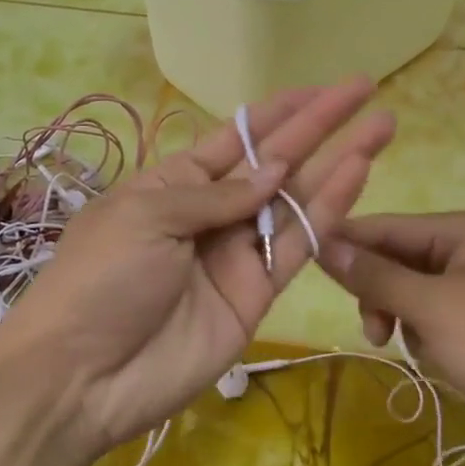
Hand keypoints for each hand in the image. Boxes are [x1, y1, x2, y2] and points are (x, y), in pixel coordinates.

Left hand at [0, 80, 394, 459]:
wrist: (84, 376)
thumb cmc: (101, 279)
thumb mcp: (146, 216)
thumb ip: (216, 194)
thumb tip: (274, 170)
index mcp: (172, 185)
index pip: (234, 138)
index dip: (276, 113)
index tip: (318, 89)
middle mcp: (210, 213)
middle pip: (274, 161)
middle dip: (319, 126)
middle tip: (364, 90)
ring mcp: (237, 254)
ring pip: (296, 199)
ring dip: (338, 163)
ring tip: (381, 127)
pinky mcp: (258, 293)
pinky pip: (298, 245)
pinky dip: (329, 211)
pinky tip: (357, 174)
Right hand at [322, 211, 464, 465]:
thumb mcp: (435, 310)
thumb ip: (377, 276)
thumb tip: (326, 243)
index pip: (391, 226)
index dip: (348, 243)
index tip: (304, 261)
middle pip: (406, 260)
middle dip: (385, 296)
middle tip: (374, 333)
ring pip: (424, 294)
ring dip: (410, 322)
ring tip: (420, 355)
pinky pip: (449, 318)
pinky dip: (437, 338)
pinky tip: (448, 364)